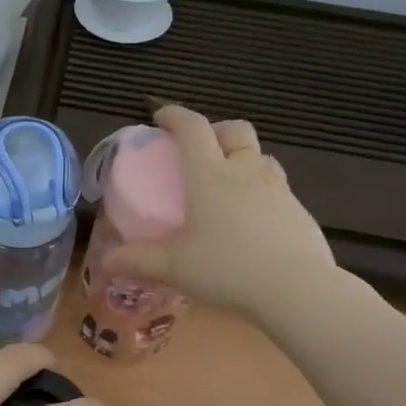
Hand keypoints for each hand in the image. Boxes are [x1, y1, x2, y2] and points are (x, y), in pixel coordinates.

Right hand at [103, 105, 339, 319]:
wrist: (295, 289)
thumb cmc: (226, 269)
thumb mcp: (172, 268)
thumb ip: (137, 261)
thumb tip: (106, 261)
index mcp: (210, 176)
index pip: (193, 129)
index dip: (175, 116)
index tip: (161, 117)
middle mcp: (246, 172)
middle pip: (234, 130)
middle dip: (215, 130)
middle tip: (200, 150)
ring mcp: (278, 189)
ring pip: (260, 157)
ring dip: (242, 159)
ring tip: (227, 185)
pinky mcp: (299, 211)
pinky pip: (277, 188)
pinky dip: (260, 191)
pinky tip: (252, 221)